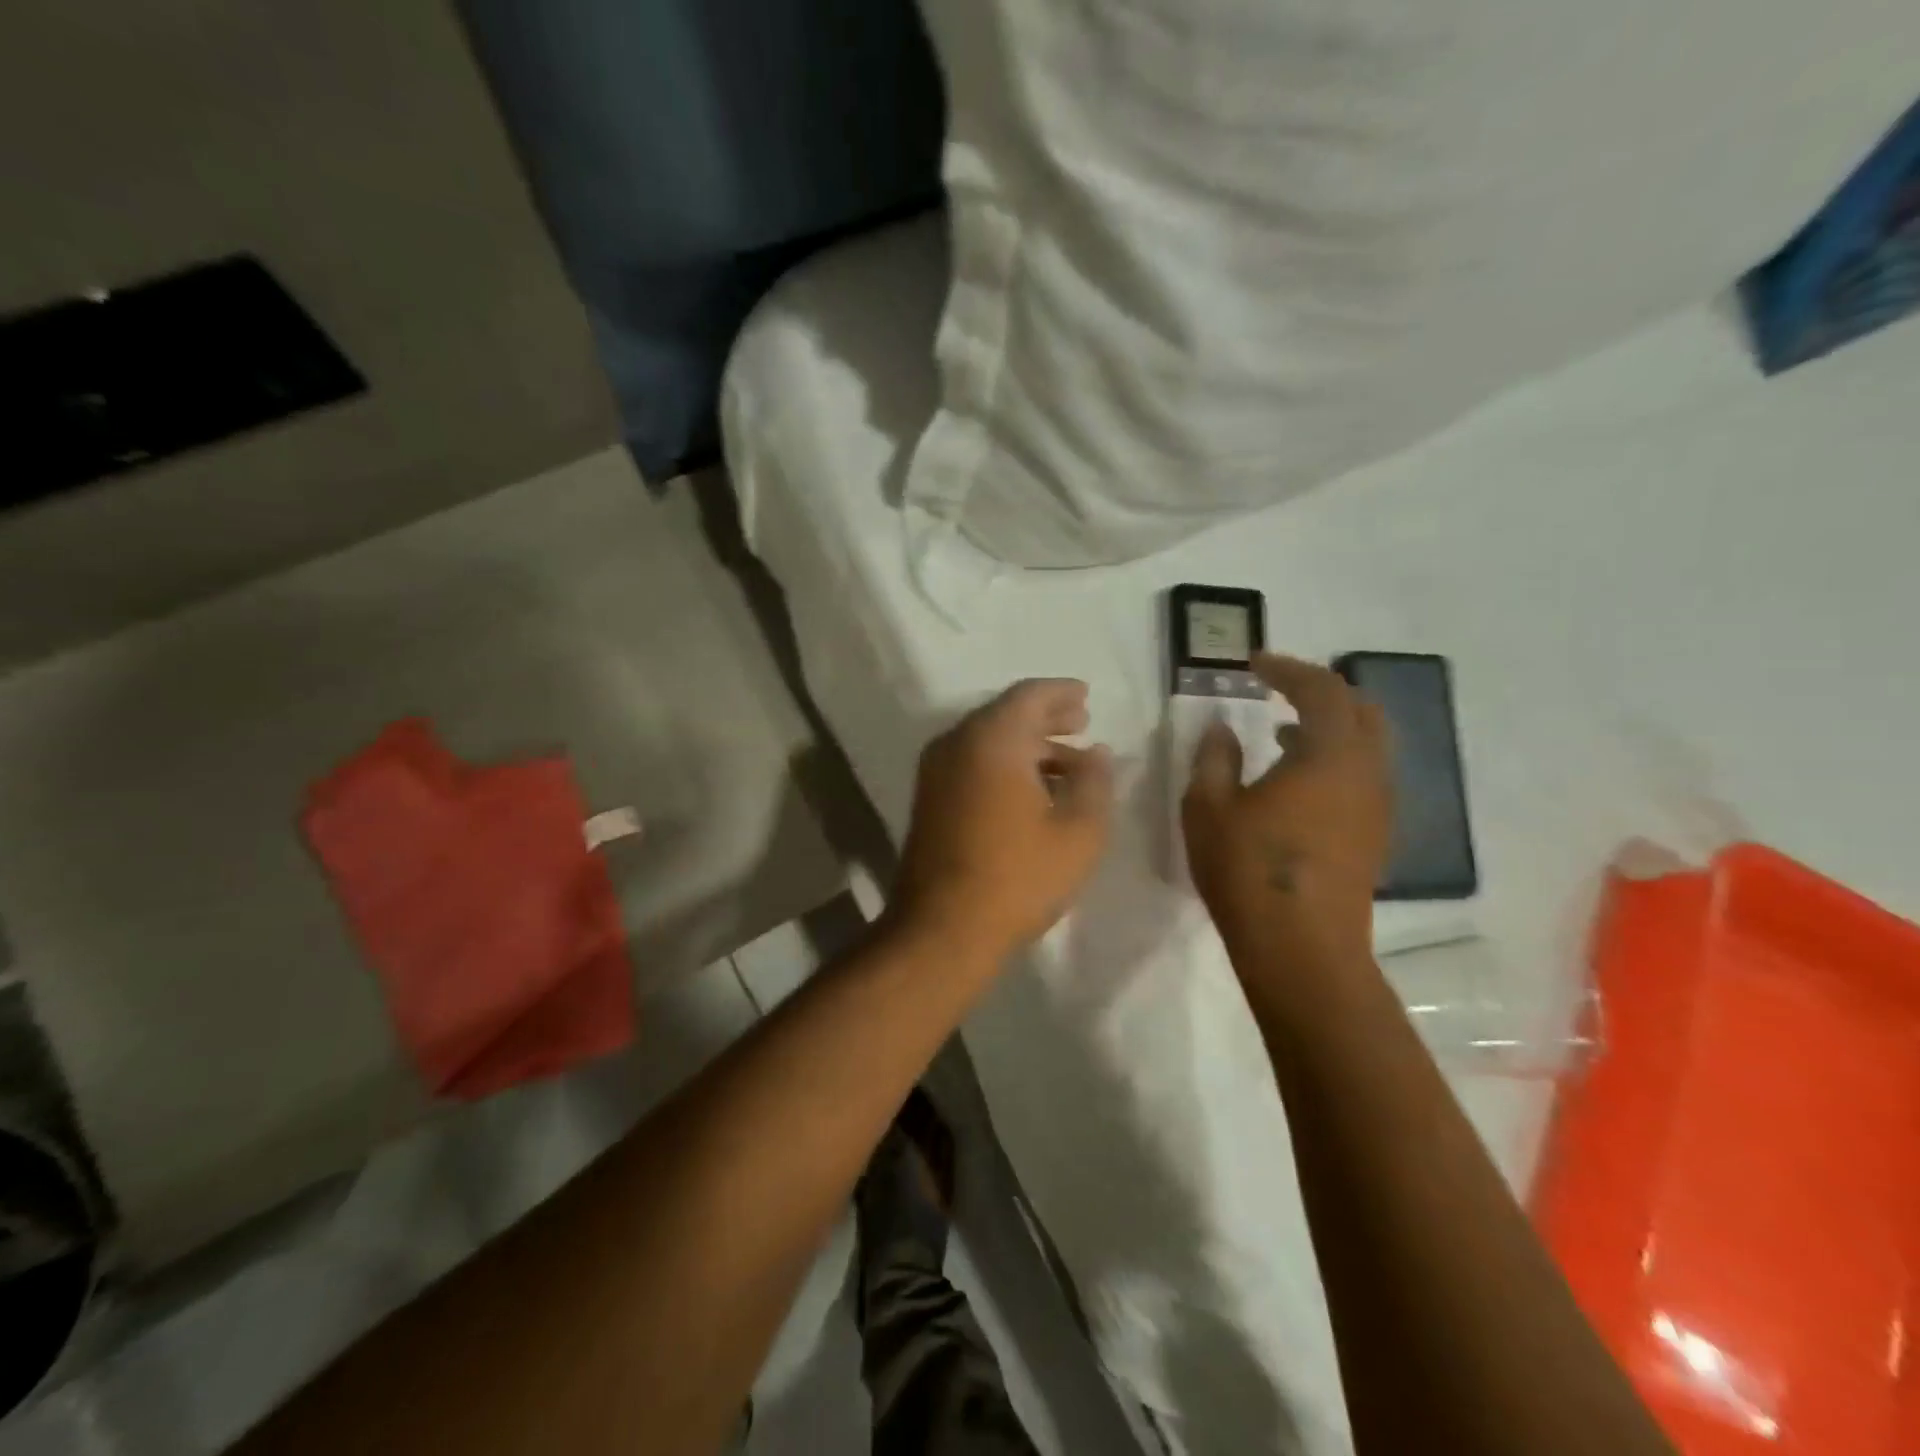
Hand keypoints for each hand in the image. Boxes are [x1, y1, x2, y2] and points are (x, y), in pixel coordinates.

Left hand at [891, 679, 1113, 962]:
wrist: (941, 929)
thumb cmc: (1018, 877)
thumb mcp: (1079, 831)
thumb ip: (1095, 782)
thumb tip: (1097, 753)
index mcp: (992, 739)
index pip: (1030, 695)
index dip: (1062, 692)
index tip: (1087, 696)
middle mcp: (956, 743)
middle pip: (1006, 714)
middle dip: (1047, 717)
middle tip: (1082, 723)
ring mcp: (936, 772)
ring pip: (988, 742)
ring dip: (1028, 746)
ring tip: (1068, 763)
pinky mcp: (929, 800)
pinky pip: (973, 764)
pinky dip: (1005, 765)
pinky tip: (1033, 791)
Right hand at [1182, 653, 1391, 968]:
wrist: (1302, 949)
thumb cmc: (1248, 870)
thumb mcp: (1209, 807)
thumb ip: (1213, 758)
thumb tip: (1220, 728)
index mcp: (1330, 755)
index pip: (1320, 689)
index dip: (1286, 668)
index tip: (1253, 663)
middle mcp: (1366, 772)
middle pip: (1360, 710)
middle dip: (1320, 691)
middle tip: (1278, 690)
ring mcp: (1377, 807)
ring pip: (1367, 745)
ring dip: (1328, 728)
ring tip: (1280, 733)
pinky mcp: (1374, 836)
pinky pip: (1362, 776)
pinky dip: (1334, 760)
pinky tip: (1296, 781)